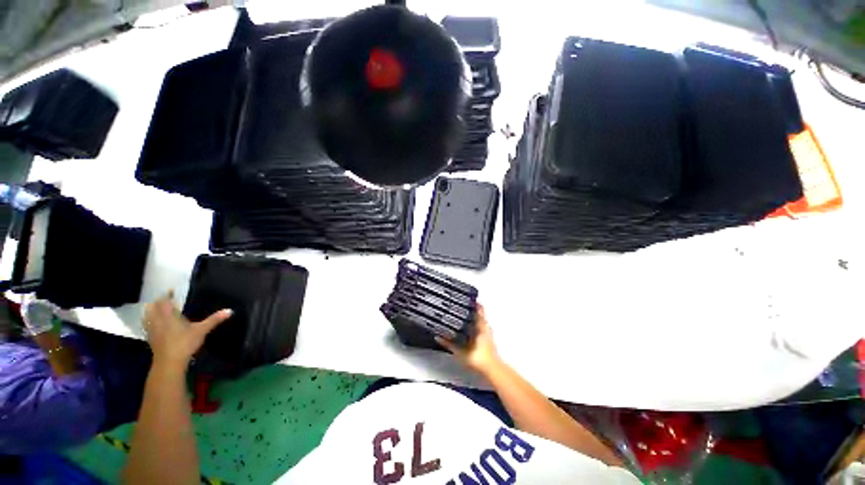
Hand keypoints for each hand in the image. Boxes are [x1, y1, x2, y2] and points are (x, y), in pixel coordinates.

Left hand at [143, 292, 232, 370]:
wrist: (169, 362)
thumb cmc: (185, 343)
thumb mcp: (202, 330)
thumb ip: (214, 320)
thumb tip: (230, 310)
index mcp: (169, 316)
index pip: (164, 301)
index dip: (166, 295)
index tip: (171, 290)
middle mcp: (158, 320)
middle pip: (152, 307)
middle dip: (157, 302)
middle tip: (164, 300)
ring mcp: (152, 330)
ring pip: (147, 316)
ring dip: (151, 311)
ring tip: (157, 309)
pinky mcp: (150, 339)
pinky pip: (147, 326)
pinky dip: (150, 321)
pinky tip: (156, 324)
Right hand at [436, 303, 501, 375]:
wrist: (491, 369)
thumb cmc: (478, 358)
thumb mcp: (460, 351)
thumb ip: (449, 343)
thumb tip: (438, 337)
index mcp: (480, 325)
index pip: (479, 308)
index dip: (474, 302)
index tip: (467, 297)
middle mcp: (485, 326)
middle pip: (480, 313)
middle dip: (473, 308)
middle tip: (463, 303)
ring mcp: (488, 332)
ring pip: (482, 319)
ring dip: (475, 316)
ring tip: (465, 313)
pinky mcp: (489, 339)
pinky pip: (483, 327)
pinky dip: (477, 324)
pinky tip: (470, 327)